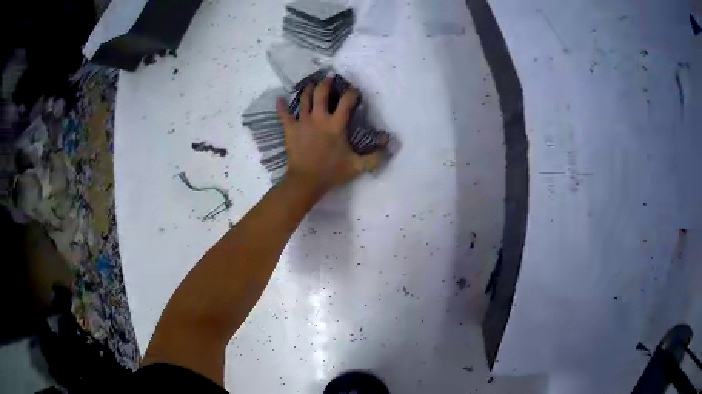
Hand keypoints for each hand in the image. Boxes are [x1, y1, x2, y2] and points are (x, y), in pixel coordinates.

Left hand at [277, 78, 384, 194]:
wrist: (306, 181)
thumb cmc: (332, 172)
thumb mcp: (357, 166)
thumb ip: (375, 156)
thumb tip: (390, 146)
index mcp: (336, 124)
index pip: (347, 101)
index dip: (352, 93)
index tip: (355, 92)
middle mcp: (319, 117)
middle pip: (321, 92)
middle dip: (326, 83)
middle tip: (329, 79)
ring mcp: (302, 121)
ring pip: (304, 98)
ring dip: (308, 89)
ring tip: (312, 84)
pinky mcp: (290, 128)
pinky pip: (284, 114)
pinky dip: (281, 106)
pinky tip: (280, 99)